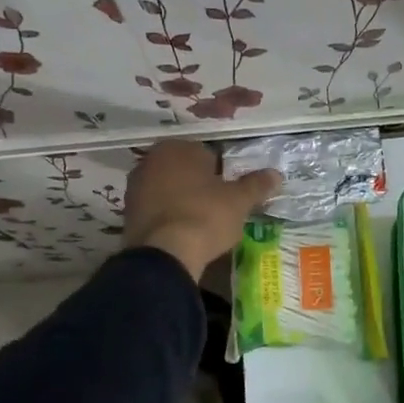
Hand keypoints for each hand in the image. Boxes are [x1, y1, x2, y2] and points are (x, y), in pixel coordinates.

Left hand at [123, 142, 281, 281]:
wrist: (165, 254)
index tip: (230, 193)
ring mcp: (135, 187)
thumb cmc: (206, 216)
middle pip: (184, 170)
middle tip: (218, 208)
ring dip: (182, 200)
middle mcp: (151, 160)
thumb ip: (256, 185)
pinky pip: (156, 209)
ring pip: (168, 189)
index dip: (221, 173)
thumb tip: (276, 174)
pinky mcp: (127, 213)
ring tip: (200, 223)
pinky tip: (182, 233)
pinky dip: (168, 217)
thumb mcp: (239, 201)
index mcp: (178, 148)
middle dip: (199, 185)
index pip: (207, 154)